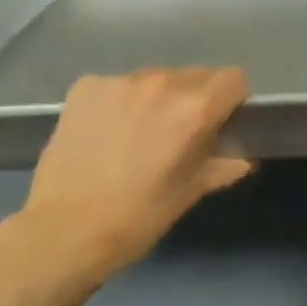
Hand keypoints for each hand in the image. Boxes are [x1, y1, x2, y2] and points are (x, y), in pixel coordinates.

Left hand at [10, 67, 252, 284]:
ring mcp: (120, 81)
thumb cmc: (138, 217)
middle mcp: (161, 83)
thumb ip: (223, 166)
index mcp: (194, 108)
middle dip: (194, 99)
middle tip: (176, 133)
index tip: (220, 122)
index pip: (233, 79)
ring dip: (156, 99)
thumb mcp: (190, 193)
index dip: (232, 100)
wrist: (64, 230)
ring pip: (155, 79)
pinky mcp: (87, 86)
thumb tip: (242, 158)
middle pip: (195, 75)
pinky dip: (119, 102)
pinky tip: (106, 133)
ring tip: (137, 134)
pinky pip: (117, 85)